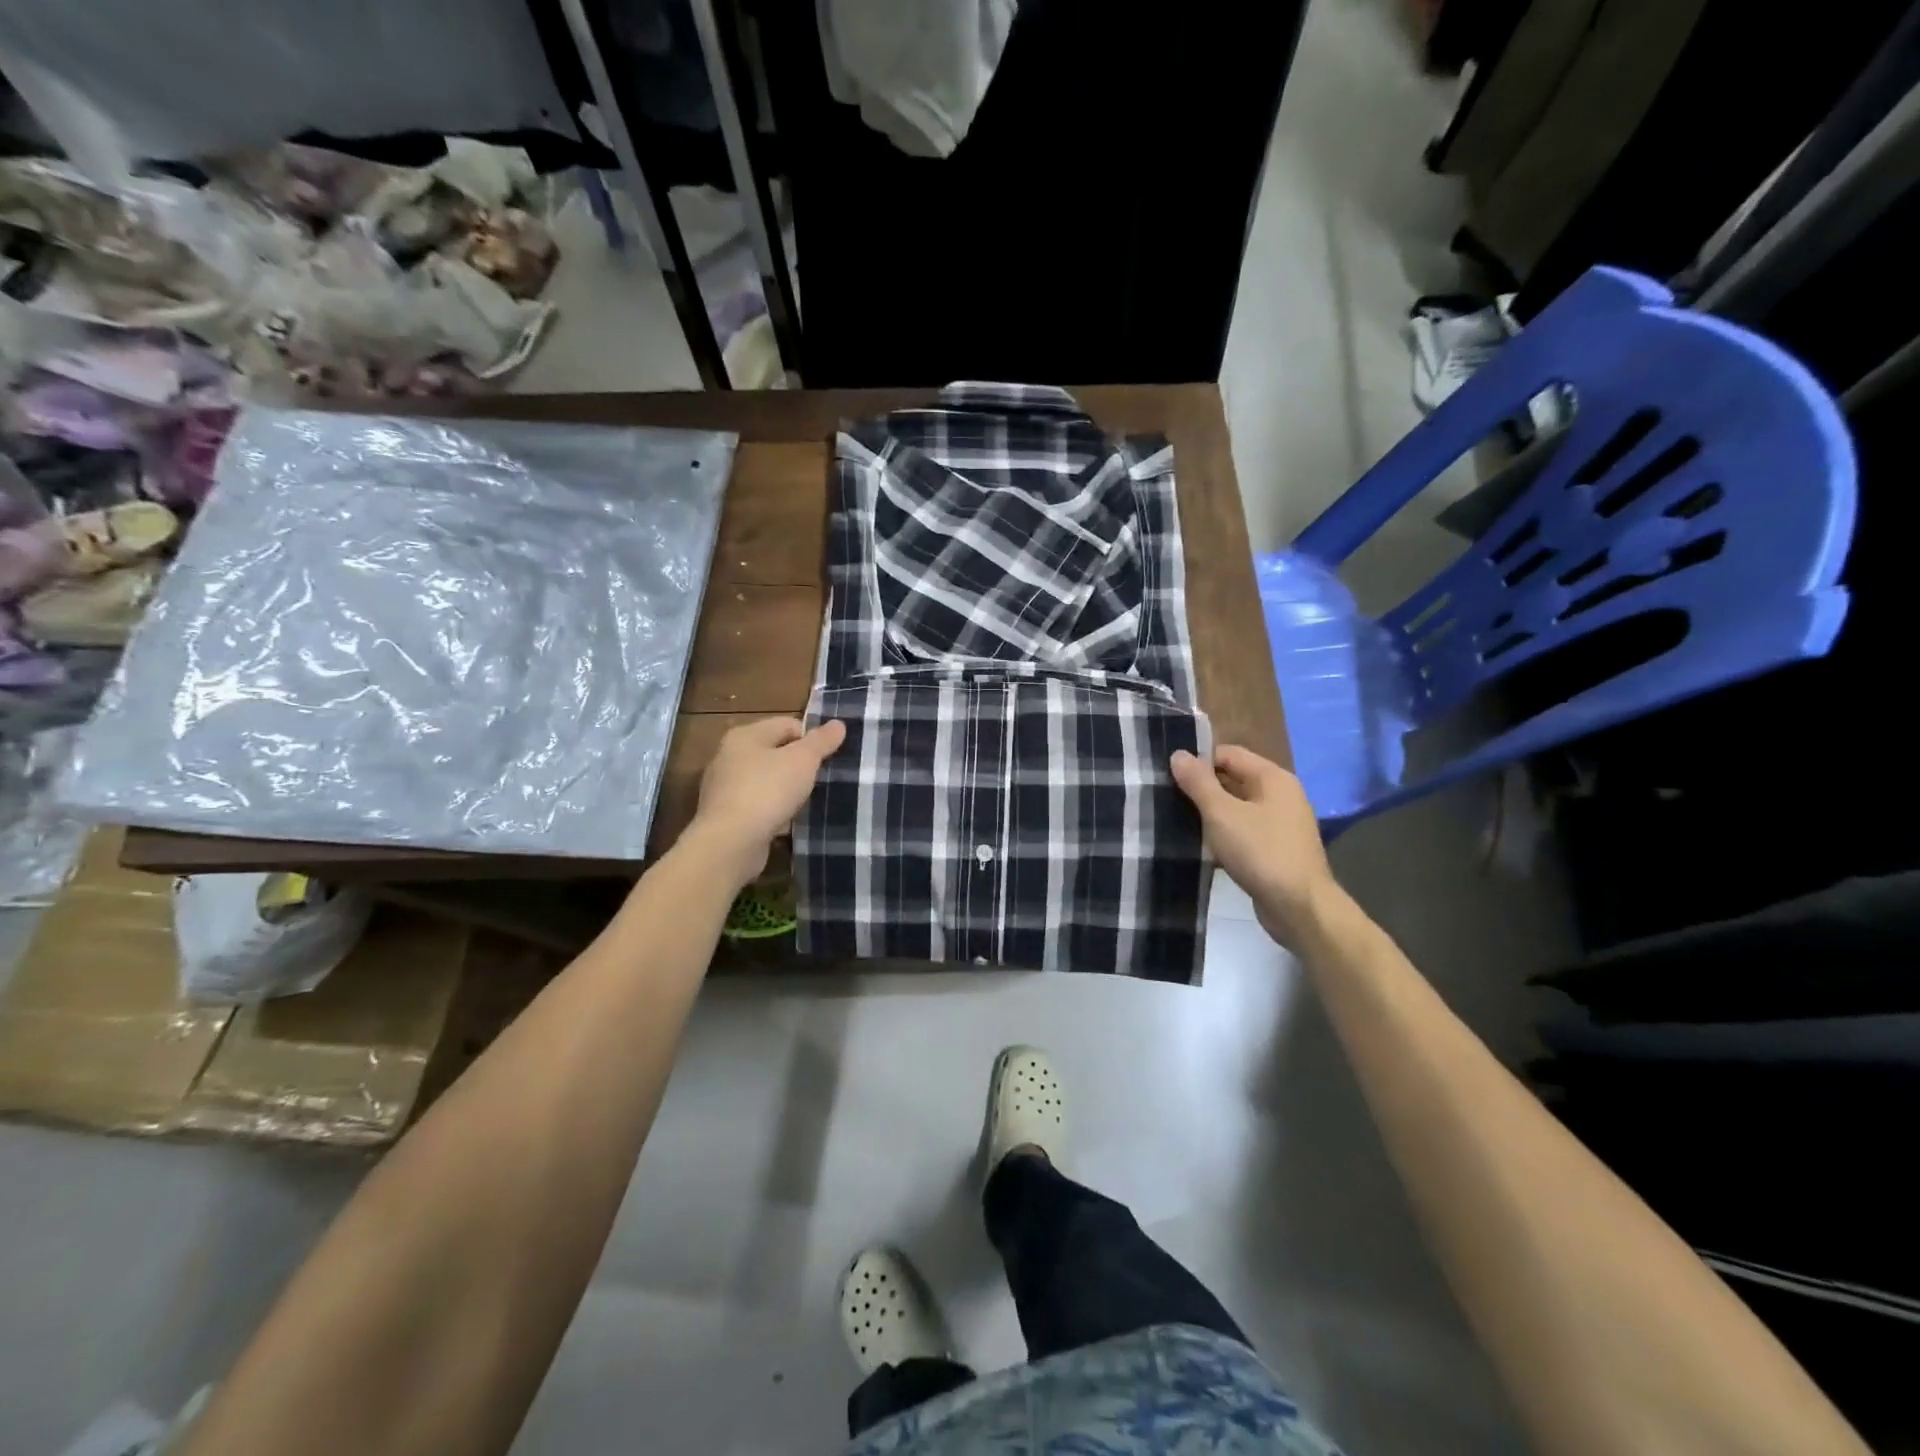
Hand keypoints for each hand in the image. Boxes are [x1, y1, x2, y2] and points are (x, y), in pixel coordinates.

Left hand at [687, 717, 846, 884]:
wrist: (731, 842)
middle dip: (800, 766)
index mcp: (745, 735)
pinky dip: (774, 812)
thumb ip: (821, 741)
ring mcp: (724, 788)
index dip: (811, 739)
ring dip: (787, 791)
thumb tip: (838, 724)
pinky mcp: (726, 816)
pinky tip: (788, 824)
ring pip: (767, 781)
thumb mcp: (803, 761)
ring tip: (807, 804)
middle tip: (821, 781)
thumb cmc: (768, 791)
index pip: (788, 724)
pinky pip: (758, 806)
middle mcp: (729, 756)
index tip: (828, 760)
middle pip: (776, 752)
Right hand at [1170, 744, 1341, 949]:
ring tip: (1177, 821)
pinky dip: (1224, 835)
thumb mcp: (1222, 814)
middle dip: (1202, 788)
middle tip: (1167, 797)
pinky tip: (1201, 847)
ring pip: (1237, 808)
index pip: (1229, 754)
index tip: (1168, 775)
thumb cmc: (1261, 852)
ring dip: (1211, 814)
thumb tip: (1178, 754)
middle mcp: (1281, 795)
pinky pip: (1244, 832)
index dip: (1198, 761)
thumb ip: (1199, 783)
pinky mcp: (1276, 850)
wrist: (1299, 908)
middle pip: (1234, 779)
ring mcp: (1281, 824)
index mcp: (1273, 778)